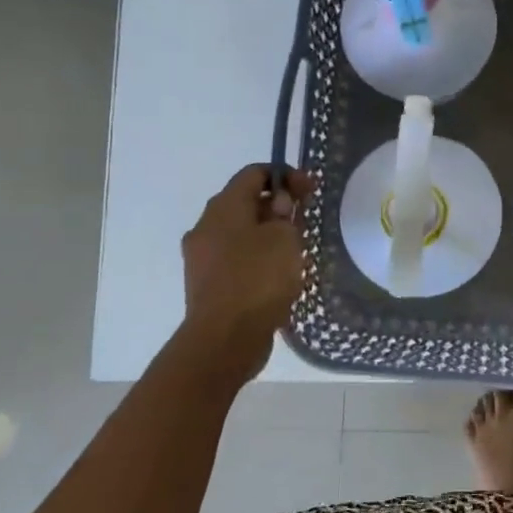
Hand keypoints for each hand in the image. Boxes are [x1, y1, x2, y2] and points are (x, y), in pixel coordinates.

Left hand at [177, 165, 311, 384]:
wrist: (225, 339)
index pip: (254, 173)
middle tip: (304, 221)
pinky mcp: (206, 284)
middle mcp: (206, 226)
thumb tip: (276, 205)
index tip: (310, 192)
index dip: (285, 176)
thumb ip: (284, 213)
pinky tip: (277, 275)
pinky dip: (256, 258)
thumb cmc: (258, 279)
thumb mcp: (284, 238)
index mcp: (223, 207)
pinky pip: (235, 259)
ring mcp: (202, 257)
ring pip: (239, 232)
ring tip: (294, 251)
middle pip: (244, 202)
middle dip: (276, 206)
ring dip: (266, 234)